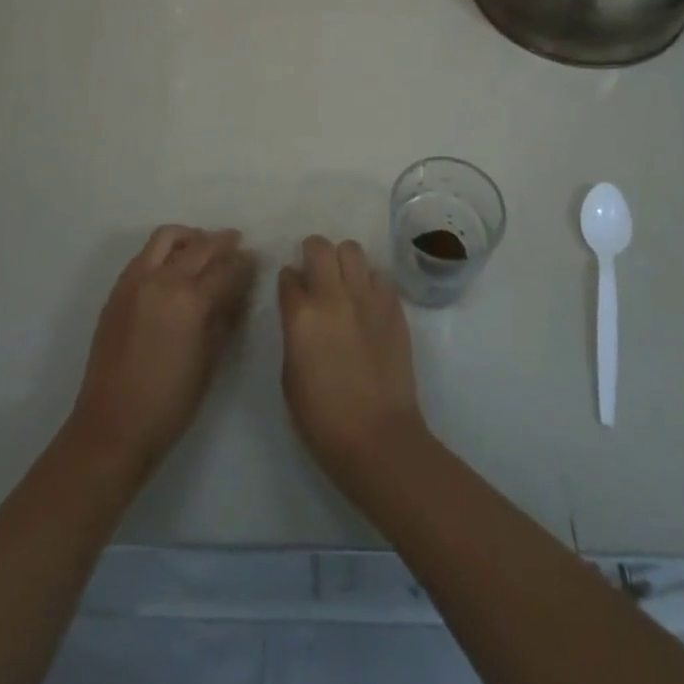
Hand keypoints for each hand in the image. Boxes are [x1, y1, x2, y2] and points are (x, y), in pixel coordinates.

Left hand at [65, 226, 255, 478]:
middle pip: (200, 246)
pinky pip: (145, 254)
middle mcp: (163, 280)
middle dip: (223, 242)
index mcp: (190, 300)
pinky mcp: (118, 289)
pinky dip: (165, 251)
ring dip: (191, 237)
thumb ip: (225, 317)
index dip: (245, 263)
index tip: (254, 260)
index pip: (227, 268)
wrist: (112, 426)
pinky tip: (175, 266)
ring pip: (167, 237)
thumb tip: (237, 289)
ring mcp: (136, 280)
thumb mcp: (210, 361)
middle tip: (237, 244)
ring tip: (203, 247)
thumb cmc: (170, 402)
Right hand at [278, 236, 425, 488]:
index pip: (288, 276)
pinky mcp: (394, 307)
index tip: (291, 287)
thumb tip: (301, 311)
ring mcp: (368, 298)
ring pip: (353, 250)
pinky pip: (379, 276)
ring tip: (344, 282)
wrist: (378, 437)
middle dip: (313, 253)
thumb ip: (294, 333)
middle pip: (320, 247)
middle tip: (315, 271)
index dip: (288, 279)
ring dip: (344, 261)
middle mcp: (334, 296)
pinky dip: (370, 282)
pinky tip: (368, 303)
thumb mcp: (290, 376)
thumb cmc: (323, 418)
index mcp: (302, 315)